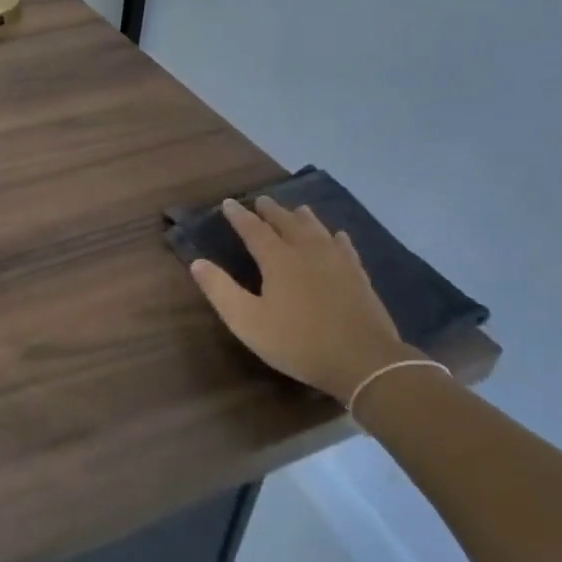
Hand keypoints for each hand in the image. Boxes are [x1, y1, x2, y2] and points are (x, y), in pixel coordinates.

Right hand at [189, 198, 417, 405]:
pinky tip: (338, 236)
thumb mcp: (247, 321)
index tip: (227, 203)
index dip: (239, 216)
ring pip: (317, 230)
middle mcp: (307, 252)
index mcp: (278, 260)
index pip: (253, 230)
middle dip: (271, 211)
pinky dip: (336, 238)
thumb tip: (197, 262)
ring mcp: (337, 262)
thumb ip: (220, 290)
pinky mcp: (358, 276)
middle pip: (287, 223)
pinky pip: (345, 247)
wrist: (364, 361)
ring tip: (297, 209)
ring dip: (303, 217)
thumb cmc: (298, 342)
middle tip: (261, 200)